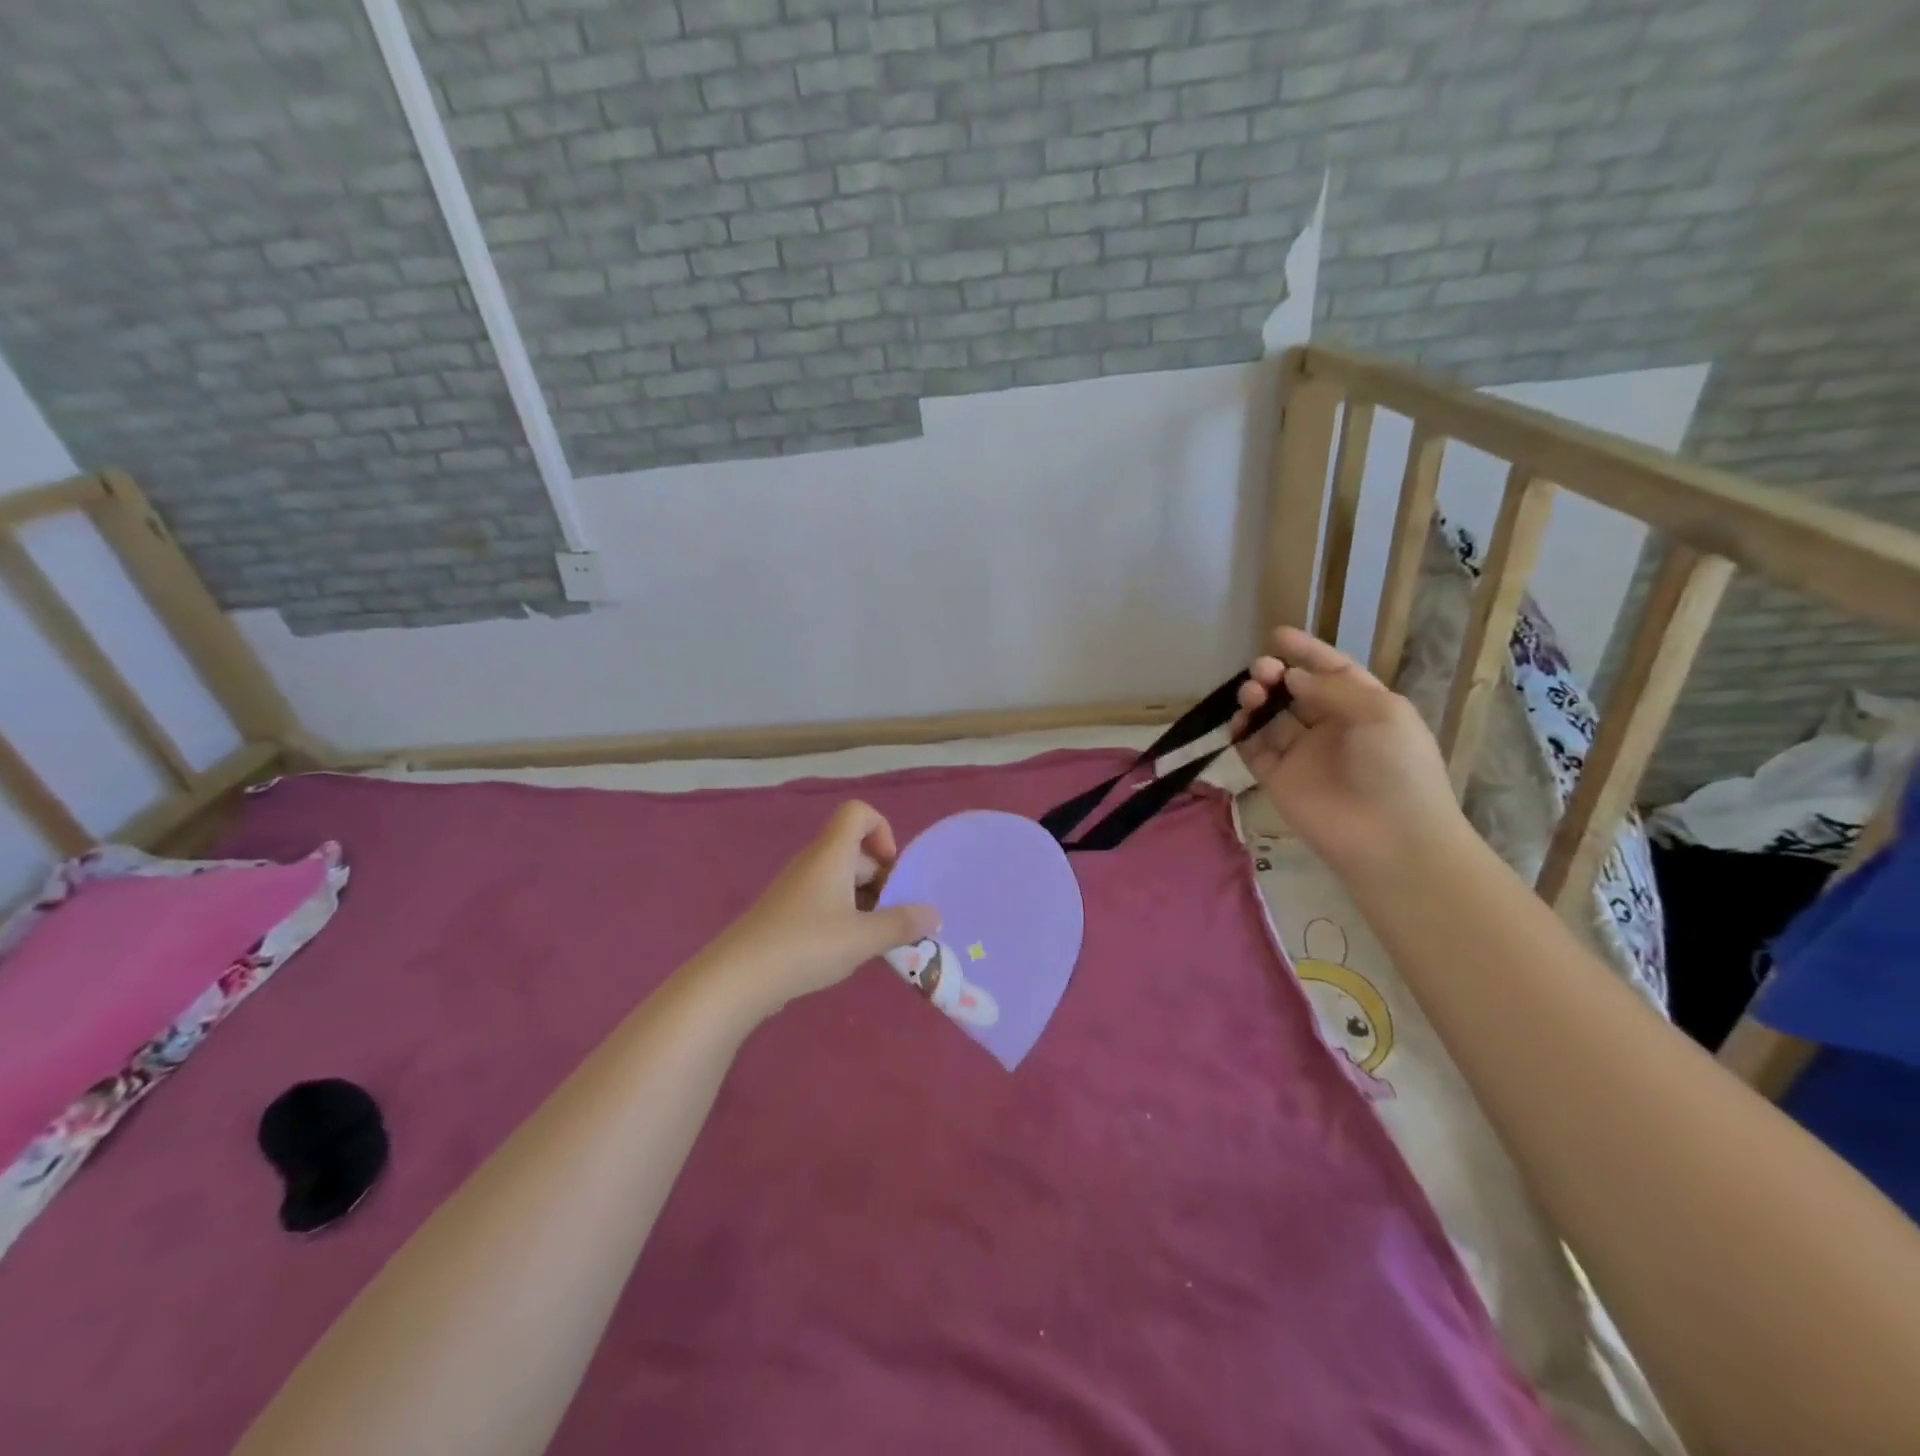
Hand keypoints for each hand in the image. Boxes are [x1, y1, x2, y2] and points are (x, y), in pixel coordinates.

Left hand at [703, 801, 938, 1018]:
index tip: (891, 870)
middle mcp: (814, 863)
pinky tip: (851, 950)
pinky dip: (846, 916)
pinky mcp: (788, 913)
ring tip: (879, 938)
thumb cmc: (806, 945)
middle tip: (896, 916)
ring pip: (843, 879)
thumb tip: (933, 914)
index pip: (858, 812)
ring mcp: (798, 888)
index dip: (882, 830)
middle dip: (883, 878)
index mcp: (832, 854)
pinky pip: (827, 900)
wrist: (738, 978)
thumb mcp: (863, 938)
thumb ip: (901, 924)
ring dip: (867, 901)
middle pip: (856, 850)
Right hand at [1233, 627, 1466, 879]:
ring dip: (1257, 699)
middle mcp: (1330, 727)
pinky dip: (1240, 732)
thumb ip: (1332, 688)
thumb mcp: (1380, 713)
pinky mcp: (1277, 778)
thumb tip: (1292, 676)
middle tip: (1261, 671)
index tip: (1277, 635)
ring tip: (1251, 696)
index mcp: (1364, 708)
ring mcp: (1301, 754)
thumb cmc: (1396, 768)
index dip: (1307, 652)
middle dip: (1275, 674)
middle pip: (1294, 691)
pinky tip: (1238, 723)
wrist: (1389, 838)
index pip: (1331, 671)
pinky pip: (1252, 748)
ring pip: (1269, 716)